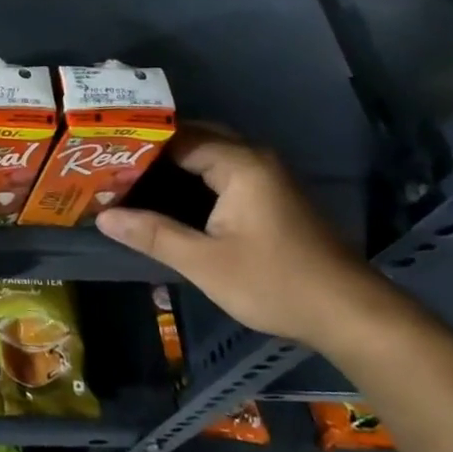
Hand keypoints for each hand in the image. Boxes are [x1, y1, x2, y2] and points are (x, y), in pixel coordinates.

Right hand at [94, 125, 397, 349]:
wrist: (350, 315)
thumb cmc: (276, 283)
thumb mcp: (205, 263)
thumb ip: (152, 235)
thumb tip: (103, 217)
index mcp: (240, 164)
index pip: (178, 136)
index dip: (139, 145)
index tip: (102, 156)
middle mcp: (254, 159)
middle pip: (194, 138)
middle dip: (153, 150)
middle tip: (110, 163)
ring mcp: (266, 177)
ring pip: (208, 156)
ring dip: (172, 164)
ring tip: (128, 177)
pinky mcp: (270, 196)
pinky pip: (222, 172)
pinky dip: (191, 178)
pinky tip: (166, 197)